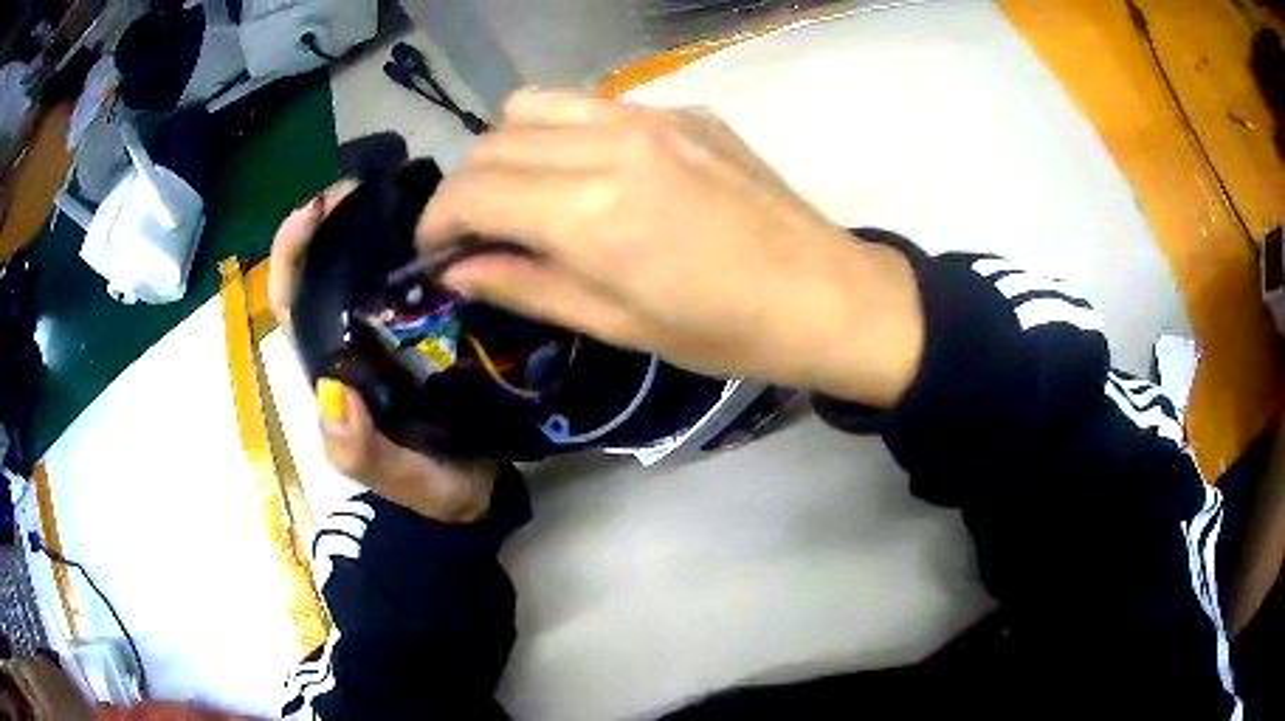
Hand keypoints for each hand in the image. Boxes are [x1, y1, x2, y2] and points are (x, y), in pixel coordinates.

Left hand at [270, 183, 498, 522]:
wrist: (475, 495)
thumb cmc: (430, 488)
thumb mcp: (396, 479)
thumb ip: (360, 451)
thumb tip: (333, 393)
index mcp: (331, 368)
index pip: (293, 301)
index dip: (294, 251)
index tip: (318, 205)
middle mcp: (350, 341)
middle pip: (324, 269)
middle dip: (333, 218)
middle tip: (369, 181)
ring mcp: (386, 332)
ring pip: (365, 266)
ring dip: (374, 222)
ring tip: (408, 189)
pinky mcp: (424, 329)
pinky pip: (409, 276)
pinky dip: (415, 243)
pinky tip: (442, 224)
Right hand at [417, 90, 923, 407]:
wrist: (824, 295)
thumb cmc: (723, 331)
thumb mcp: (615, 324)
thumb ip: (524, 286)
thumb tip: (455, 269)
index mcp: (589, 208)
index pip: (471, 191)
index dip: (435, 222)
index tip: (432, 252)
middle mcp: (610, 143)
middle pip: (493, 141)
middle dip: (464, 188)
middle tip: (475, 232)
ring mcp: (650, 115)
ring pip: (535, 104)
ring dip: (507, 147)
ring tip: (524, 191)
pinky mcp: (683, 109)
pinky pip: (594, 105)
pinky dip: (564, 132)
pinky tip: (590, 171)